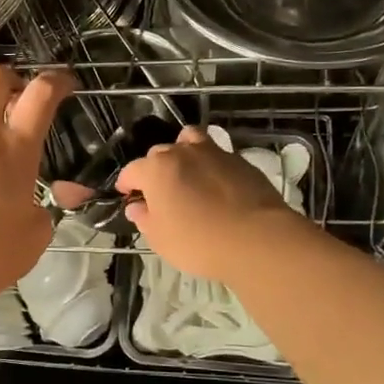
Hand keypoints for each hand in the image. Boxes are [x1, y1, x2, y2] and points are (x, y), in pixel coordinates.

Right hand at [115, 127, 306, 283]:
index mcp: (156, 169)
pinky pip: (217, 155)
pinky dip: (210, 165)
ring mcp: (214, 152)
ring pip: (190, 141)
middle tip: (159, 193)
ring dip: (183, 152)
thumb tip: (137, 207)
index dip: (127, 183)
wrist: (257, 238)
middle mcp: (182, 152)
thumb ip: (145, 219)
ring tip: (187, 173)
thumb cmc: (199, 242)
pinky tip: (216, 185)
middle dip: (154, 170)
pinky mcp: (240, 160)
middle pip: (160, 154)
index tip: (127, 195)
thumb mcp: (161, 239)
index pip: (132, 170)